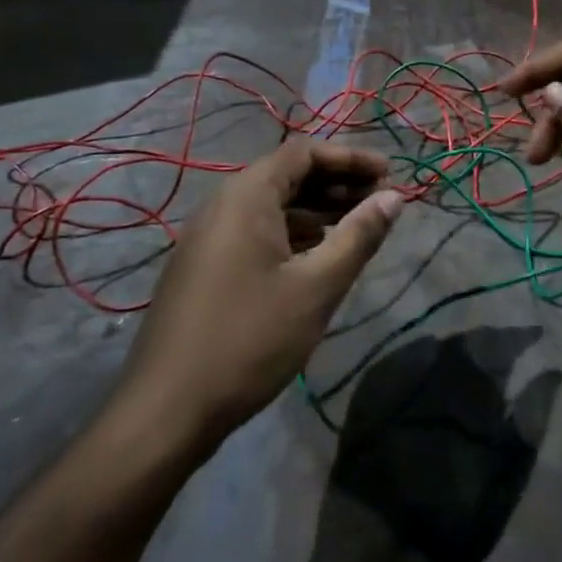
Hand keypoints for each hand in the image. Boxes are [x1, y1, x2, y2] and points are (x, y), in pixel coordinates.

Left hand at [112, 139, 402, 448]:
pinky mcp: (204, 266)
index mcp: (246, 197)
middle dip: (338, 183)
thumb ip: (359, 236)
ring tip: (359, 227)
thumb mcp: (316, 287)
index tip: (389, 175)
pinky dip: (293, 233)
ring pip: (272, 206)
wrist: (166, 411)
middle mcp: (222, 205)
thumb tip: (395, 197)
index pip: (304, 151)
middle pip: (288, 174)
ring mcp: (208, 237)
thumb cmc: (249, 340)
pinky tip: (319, 256)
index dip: (351, 158)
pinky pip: (256, 231)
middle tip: (381, 202)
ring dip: (318, 209)